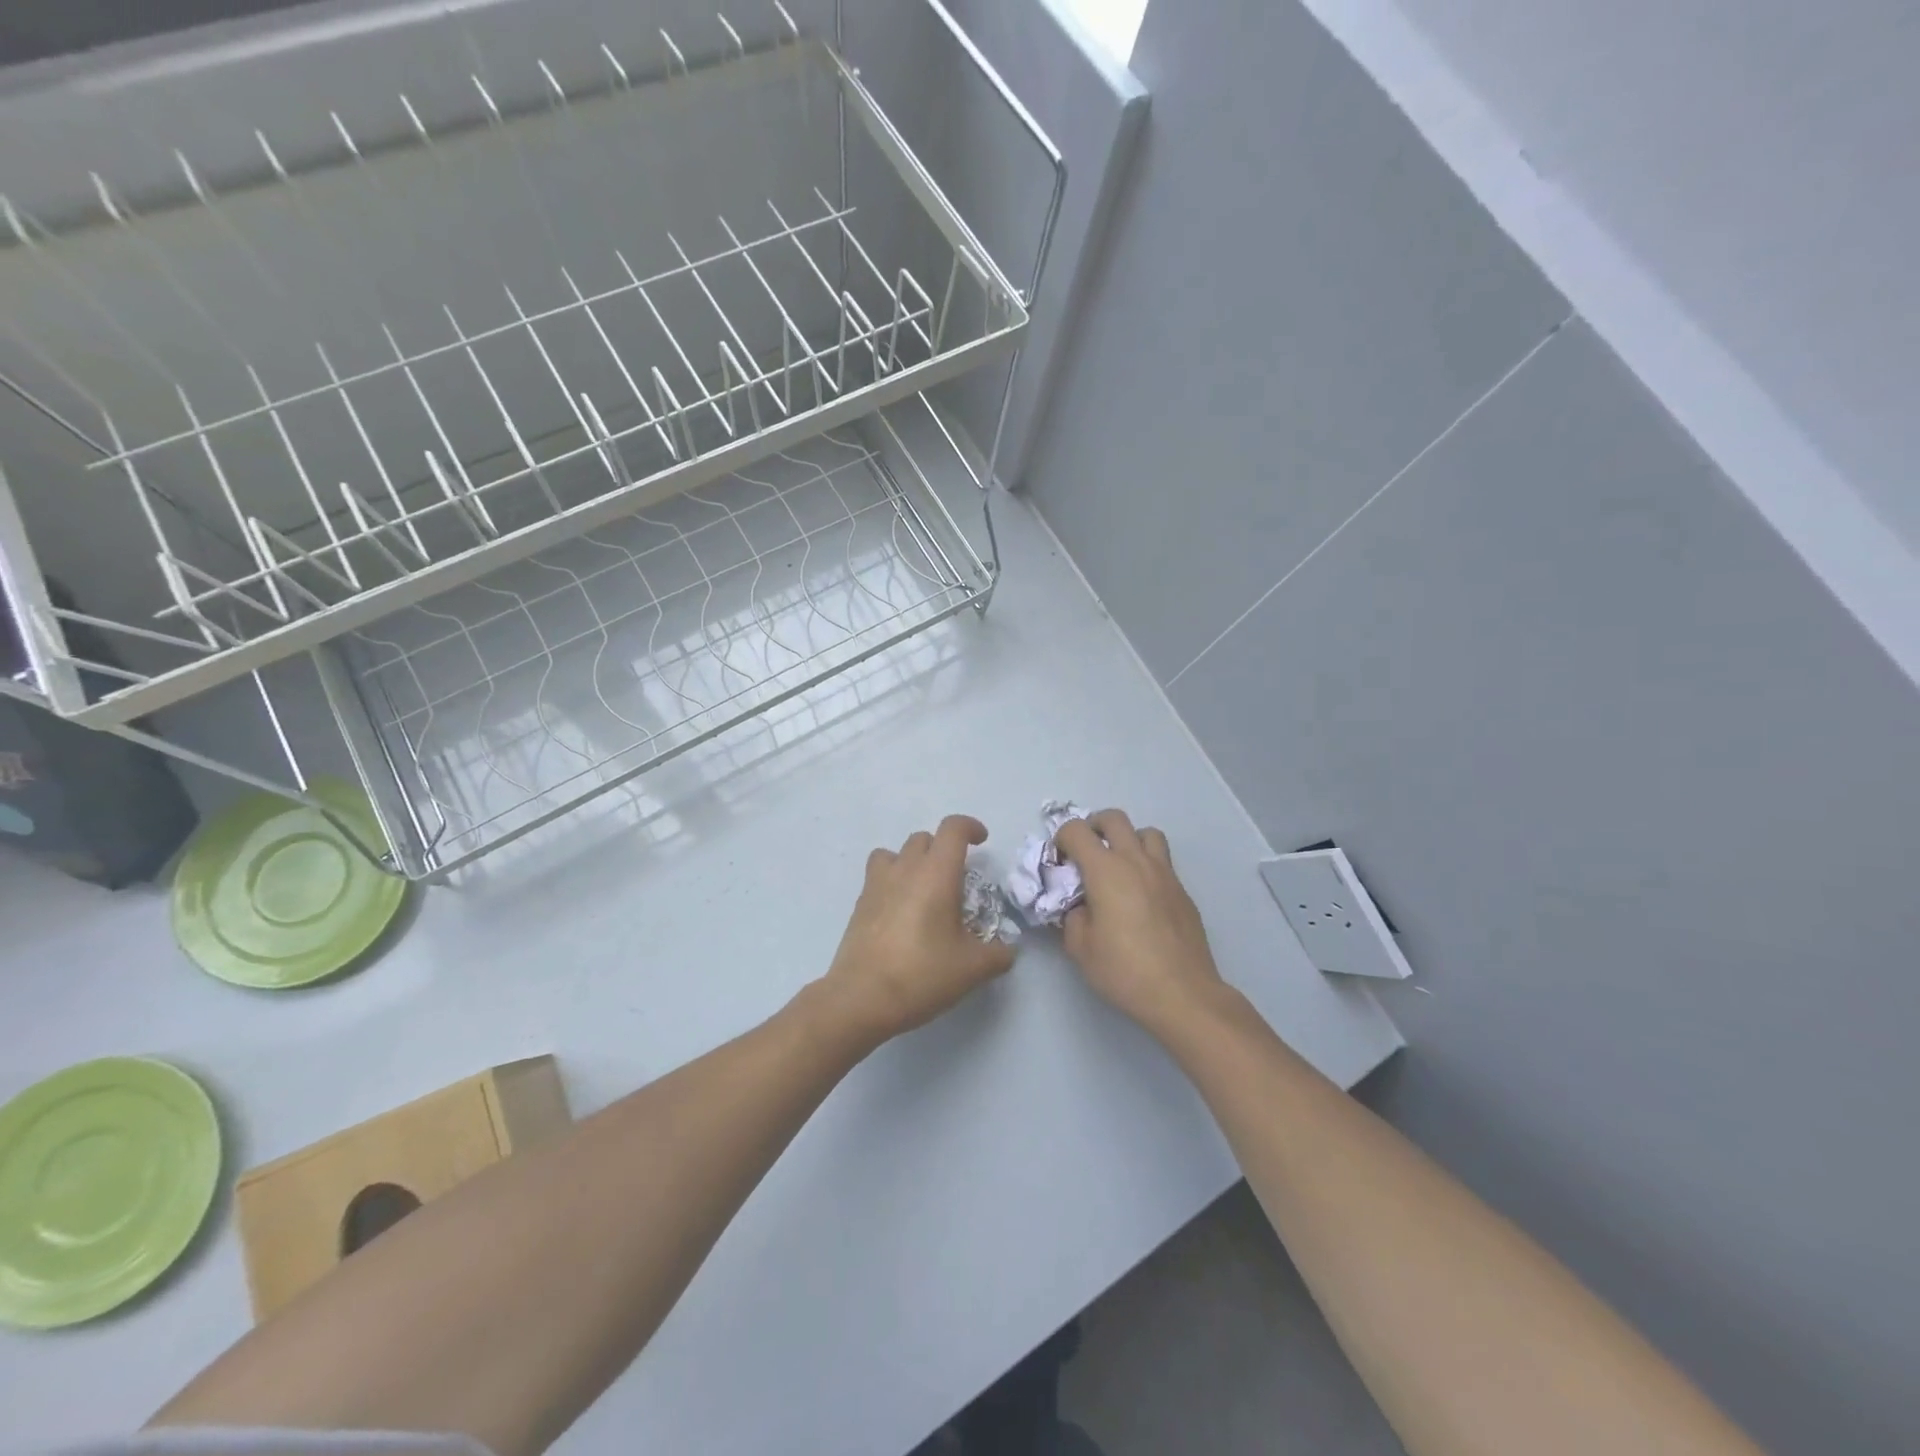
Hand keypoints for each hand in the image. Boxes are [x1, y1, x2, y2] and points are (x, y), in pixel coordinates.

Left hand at [816, 815, 1016, 1049]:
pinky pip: (878, 877)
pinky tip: (902, 913)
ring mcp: (877, 884)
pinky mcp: (860, 904)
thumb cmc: (922, 974)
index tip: (982, 841)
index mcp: (936, 873)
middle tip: (956, 880)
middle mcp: (905, 869)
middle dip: (943, 849)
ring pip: (895, 853)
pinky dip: (893, 883)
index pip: (953, 829)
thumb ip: (997, 954)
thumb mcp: (972, 969)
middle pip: (924, 838)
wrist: (861, 998)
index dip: (970, 827)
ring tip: (924, 890)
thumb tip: (1007, 951)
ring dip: (912, 861)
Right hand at [1055, 810, 1226, 1034]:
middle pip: (1114, 818)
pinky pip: (1163, 862)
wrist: (1183, 993)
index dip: (1061, 839)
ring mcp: (1165, 873)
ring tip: (1119, 866)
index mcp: (1106, 870)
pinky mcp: (1182, 891)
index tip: (1059, 863)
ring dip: (1127, 840)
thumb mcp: (1080, 947)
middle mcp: (1136, 861)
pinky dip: (1147, 865)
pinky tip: (1141, 897)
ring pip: (1146, 833)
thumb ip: (1072, 916)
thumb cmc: (1124, 970)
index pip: (1076, 830)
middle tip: (1086, 852)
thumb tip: (1080, 905)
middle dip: (1093, 826)